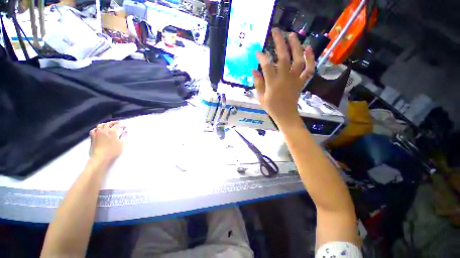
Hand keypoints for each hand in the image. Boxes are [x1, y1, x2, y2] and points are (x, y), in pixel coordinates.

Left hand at [89, 121, 126, 162]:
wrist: (100, 158)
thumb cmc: (113, 151)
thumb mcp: (121, 144)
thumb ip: (123, 136)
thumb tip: (125, 131)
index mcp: (112, 132)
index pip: (117, 125)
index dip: (121, 125)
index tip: (125, 127)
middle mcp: (104, 130)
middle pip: (108, 123)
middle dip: (113, 122)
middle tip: (117, 123)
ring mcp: (97, 133)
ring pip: (100, 125)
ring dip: (105, 124)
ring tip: (108, 125)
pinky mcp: (92, 137)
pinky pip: (94, 129)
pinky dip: (97, 128)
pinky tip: (98, 130)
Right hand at [253, 28, 314, 126]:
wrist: (286, 115)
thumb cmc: (271, 107)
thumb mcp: (261, 97)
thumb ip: (258, 83)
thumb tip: (254, 70)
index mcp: (273, 84)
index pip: (267, 66)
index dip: (262, 57)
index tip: (258, 52)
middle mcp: (285, 78)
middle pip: (284, 57)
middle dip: (279, 42)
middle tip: (276, 31)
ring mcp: (295, 79)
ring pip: (298, 60)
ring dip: (296, 46)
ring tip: (292, 35)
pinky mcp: (301, 82)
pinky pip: (309, 70)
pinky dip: (311, 59)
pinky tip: (308, 49)